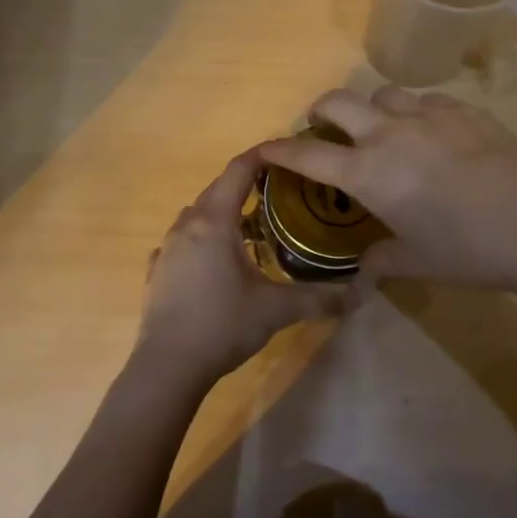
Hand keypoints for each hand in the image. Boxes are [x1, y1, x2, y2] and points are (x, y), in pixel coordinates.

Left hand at [138, 149, 349, 384]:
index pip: (238, 170)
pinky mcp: (156, 271)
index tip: (284, 151)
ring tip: (248, 225)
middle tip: (277, 189)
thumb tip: (360, 293)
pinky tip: (213, 260)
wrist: (167, 366)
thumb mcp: (276, 310)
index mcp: (214, 221)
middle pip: (217, 189)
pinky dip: (200, 238)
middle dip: (245, 183)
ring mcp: (166, 248)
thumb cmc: (221, 325)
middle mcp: (186, 225)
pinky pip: (181, 241)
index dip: (261, 155)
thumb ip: (318, 298)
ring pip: (197, 214)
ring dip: (221, 211)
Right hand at [260, 87, 516, 292]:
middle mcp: (389, 134)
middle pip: (338, 101)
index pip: (309, 156)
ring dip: (372, 108)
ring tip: (384, 128)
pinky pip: (427, 100)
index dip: (281, 151)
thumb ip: (382, 261)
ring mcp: (427, 115)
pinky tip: (432, 132)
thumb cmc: (468, 249)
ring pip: (384, 93)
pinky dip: (416, 111)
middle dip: (321, 110)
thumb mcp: (418, 262)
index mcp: (369, 173)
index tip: (264, 148)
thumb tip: (365, 271)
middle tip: (324, 126)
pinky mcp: (463, 110)